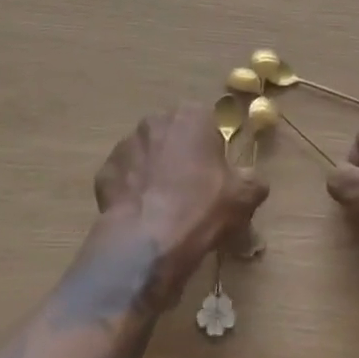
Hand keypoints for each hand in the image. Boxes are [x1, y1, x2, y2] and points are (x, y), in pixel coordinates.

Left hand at [94, 104, 267, 287]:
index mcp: (191, 115)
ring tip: (163, 207)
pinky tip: (142, 216)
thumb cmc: (202, 208)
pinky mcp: (105, 171)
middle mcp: (156, 120)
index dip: (212, 150)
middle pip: (174, 136)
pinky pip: (124, 178)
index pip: (206, 123)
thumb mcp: (245, 196)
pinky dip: (132, 192)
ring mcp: (125, 144)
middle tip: (190, 191)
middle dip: (180, 157)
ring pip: (146, 155)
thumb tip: (253, 181)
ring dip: (154, 172)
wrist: (147, 242)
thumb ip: (253, 180)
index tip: (215, 176)